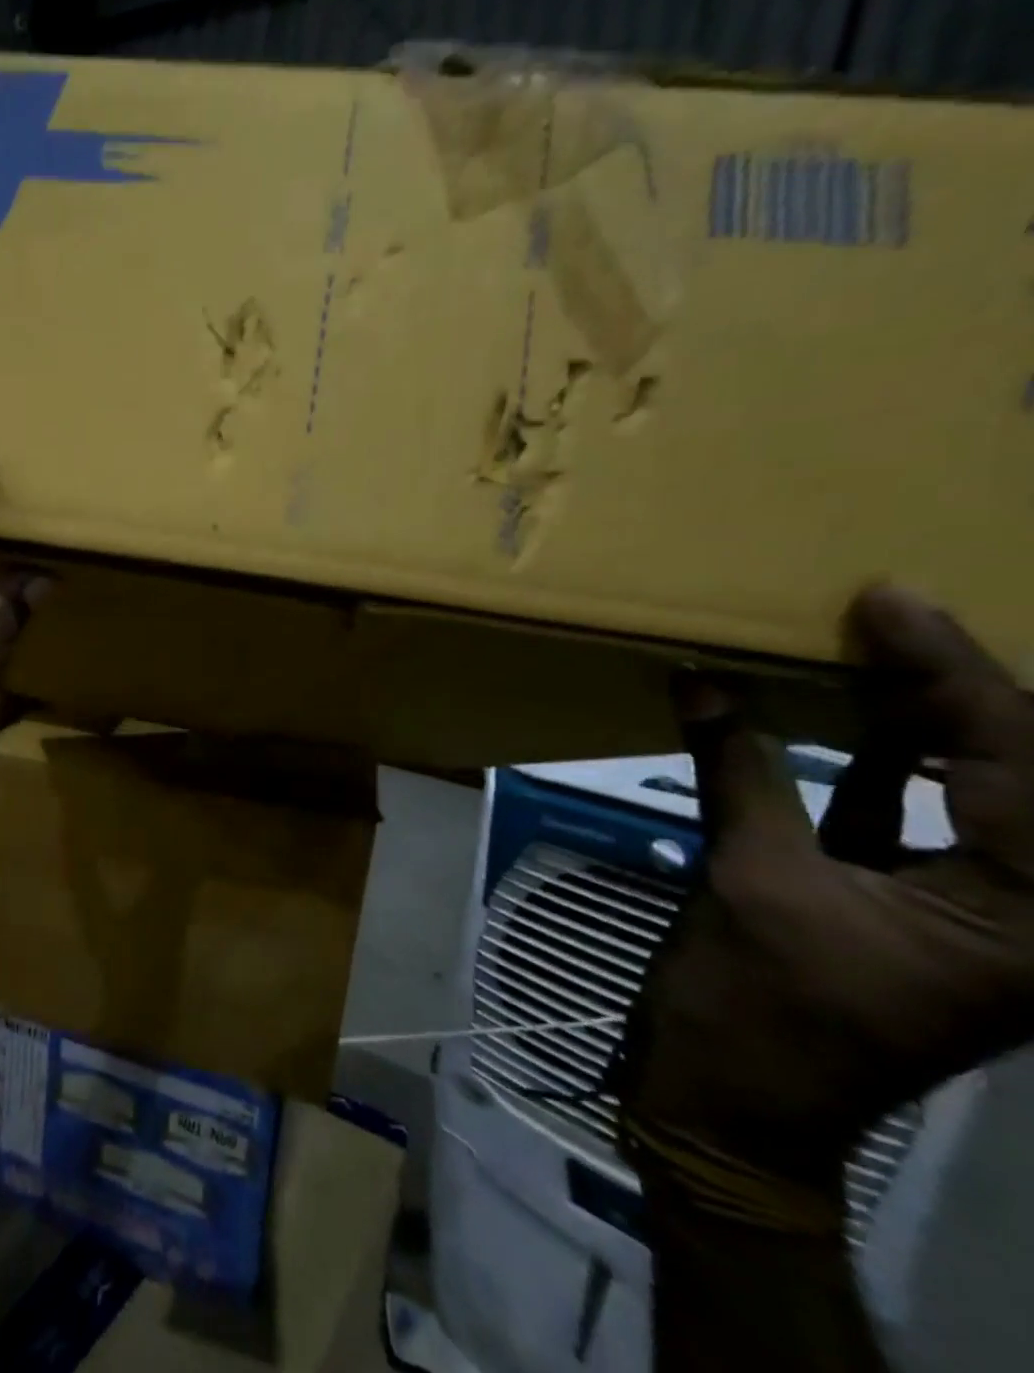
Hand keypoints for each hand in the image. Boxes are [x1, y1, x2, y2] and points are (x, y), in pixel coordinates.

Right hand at [618, 586, 1033, 1226]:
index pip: (1015, 762)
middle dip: (957, 686)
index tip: (889, 601)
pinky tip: (852, 718)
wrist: (734, 1103)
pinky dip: (886, 764)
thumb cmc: (755, 1006)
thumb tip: (703, 684)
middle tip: (885, 612)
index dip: (951, 673)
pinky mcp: (921, 907)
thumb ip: (738, 775)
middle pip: (1020, 769)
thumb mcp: (749, 882)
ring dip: (925, 719)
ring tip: (872, 649)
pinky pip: (922, 817)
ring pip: (977, 790)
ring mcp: (984, 911)